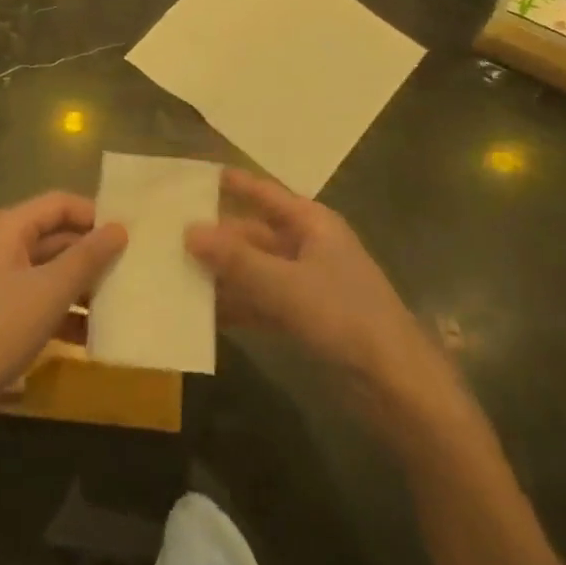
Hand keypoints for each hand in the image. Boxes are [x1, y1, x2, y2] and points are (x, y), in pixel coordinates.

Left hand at [0, 193, 126, 440]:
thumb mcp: (49, 291)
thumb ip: (87, 257)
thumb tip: (120, 227)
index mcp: (9, 227)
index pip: (60, 203)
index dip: (95, 214)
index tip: (132, 234)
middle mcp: (4, 247)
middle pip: (57, 236)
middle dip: (93, 252)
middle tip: (136, 268)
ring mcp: (1, 283)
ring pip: (52, 271)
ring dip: (84, 286)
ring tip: (124, 302)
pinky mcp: (1, 316)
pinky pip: (42, 302)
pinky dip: (67, 313)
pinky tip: (95, 336)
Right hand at [186, 169, 462, 422]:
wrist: (397, 387)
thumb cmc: (345, 318)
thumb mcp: (285, 285)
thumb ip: (236, 259)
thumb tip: (188, 230)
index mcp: (312, 223)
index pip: (263, 192)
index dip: (231, 183)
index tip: (191, 177)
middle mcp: (307, 246)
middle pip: (253, 233)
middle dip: (215, 236)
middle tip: (168, 235)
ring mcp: (306, 283)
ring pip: (254, 270)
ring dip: (221, 274)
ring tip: (174, 273)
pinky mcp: (304, 318)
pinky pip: (261, 301)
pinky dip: (236, 305)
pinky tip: (202, 313)